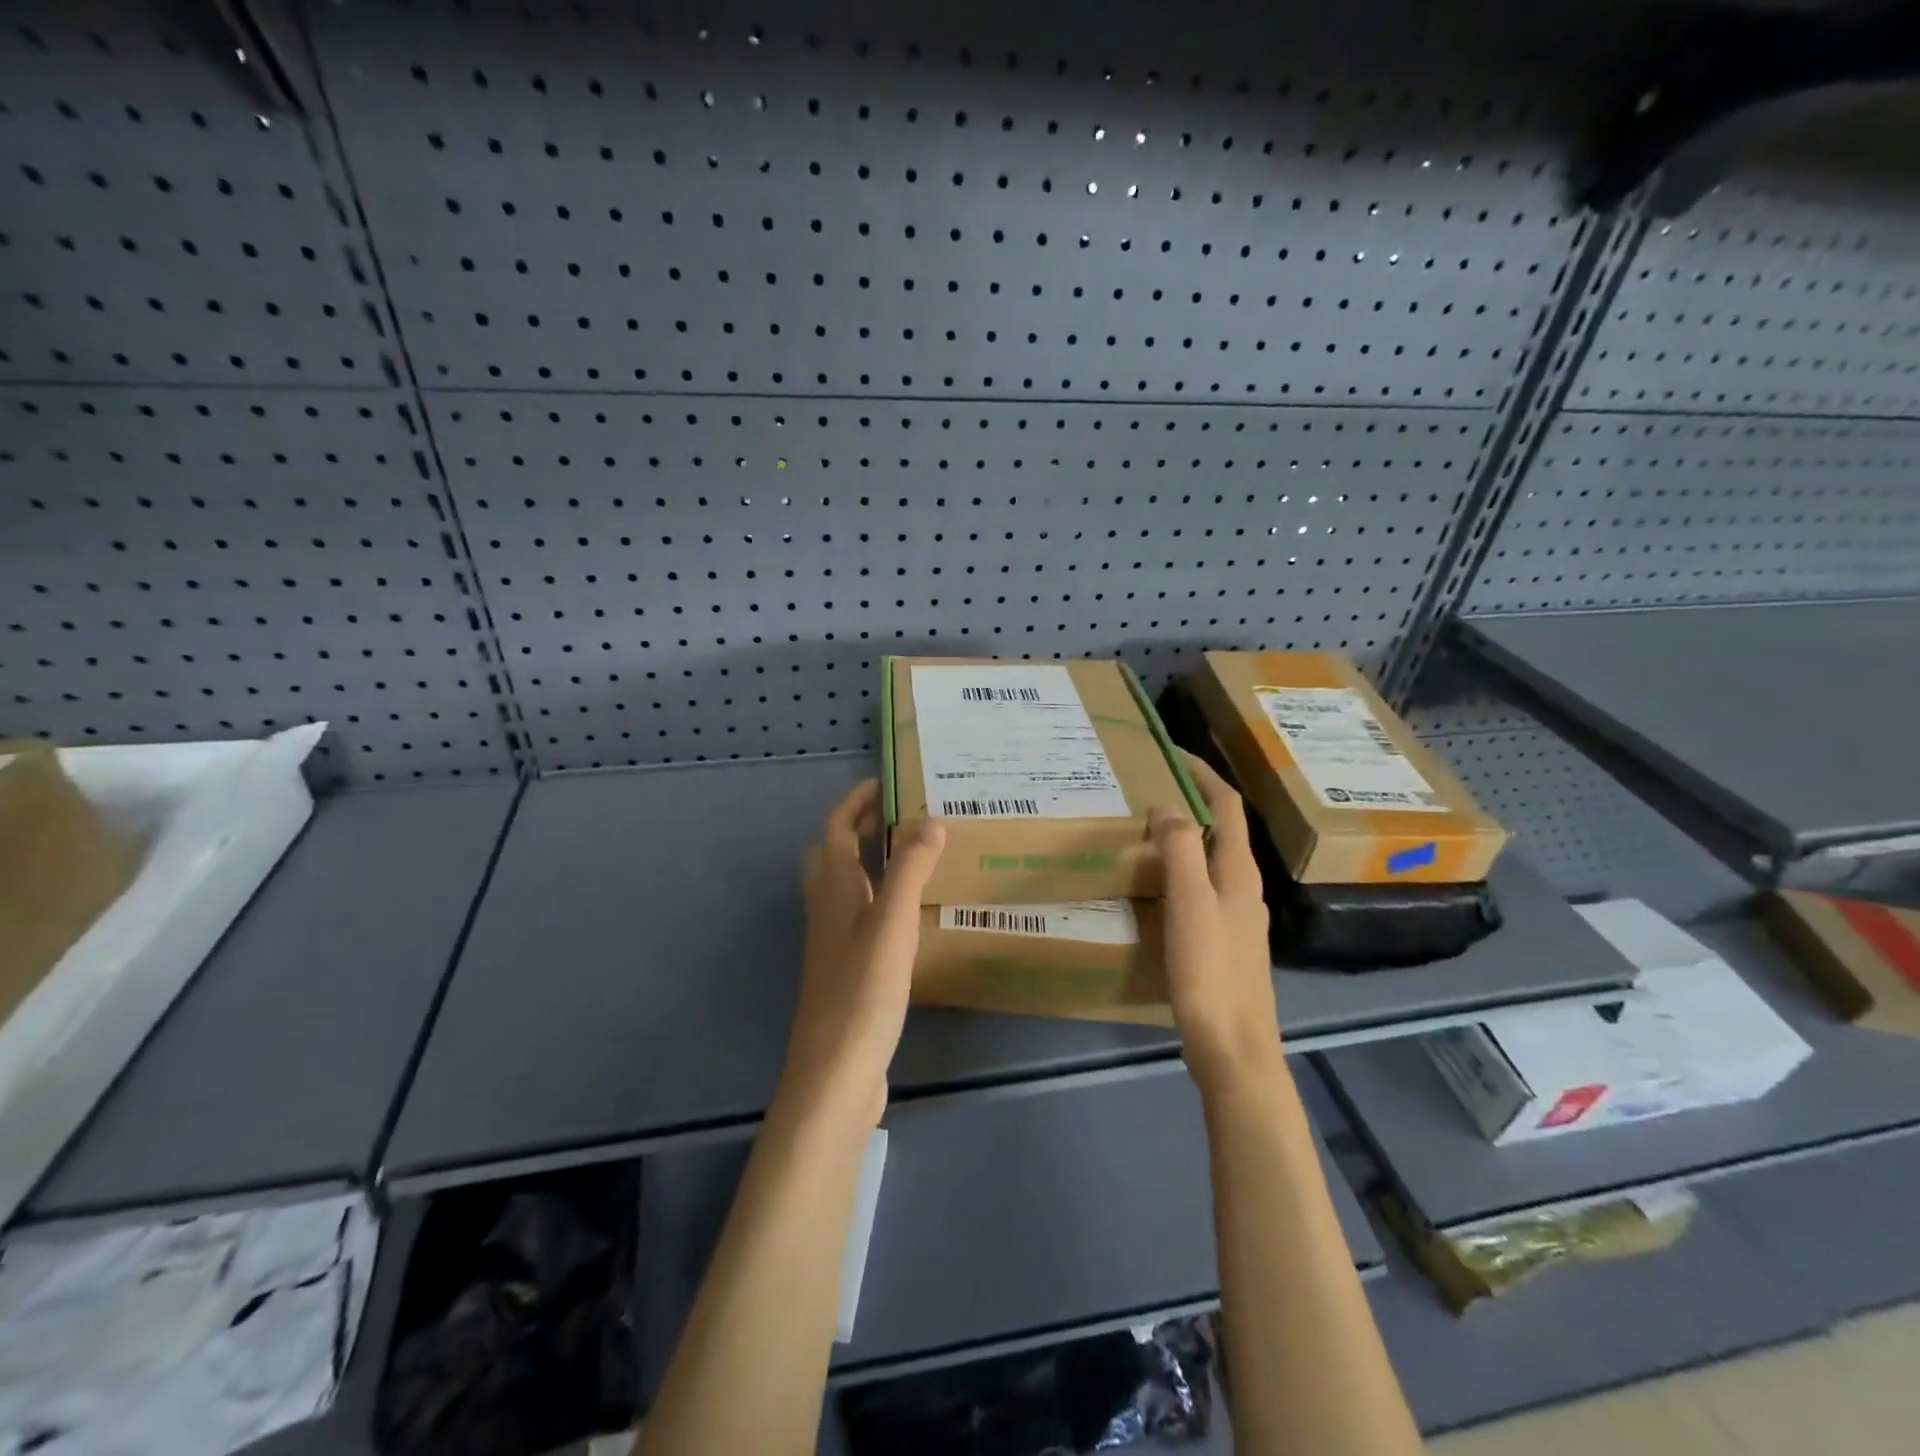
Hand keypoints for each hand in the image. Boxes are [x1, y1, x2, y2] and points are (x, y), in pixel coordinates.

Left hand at [779, 779, 945, 1128]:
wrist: (835, 1072)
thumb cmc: (862, 992)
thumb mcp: (891, 924)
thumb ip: (909, 870)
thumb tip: (930, 820)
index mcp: (832, 890)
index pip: (836, 829)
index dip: (856, 802)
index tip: (885, 783)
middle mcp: (827, 909)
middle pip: (833, 854)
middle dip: (860, 828)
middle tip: (901, 816)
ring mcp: (833, 942)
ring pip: (845, 886)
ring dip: (869, 862)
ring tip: (912, 856)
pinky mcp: (846, 969)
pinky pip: (859, 915)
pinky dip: (879, 897)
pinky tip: (909, 914)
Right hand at [1151, 755, 1283, 1094]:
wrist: (1233, 1047)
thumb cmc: (1210, 971)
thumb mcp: (1191, 902)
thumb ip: (1181, 848)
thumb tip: (1167, 805)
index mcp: (1239, 871)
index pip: (1227, 805)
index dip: (1202, 774)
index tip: (1170, 754)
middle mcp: (1243, 887)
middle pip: (1221, 830)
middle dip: (1190, 802)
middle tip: (1147, 791)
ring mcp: (1236, 916)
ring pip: (1209, 861)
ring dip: (1183, 838)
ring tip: (1143, 833)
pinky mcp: (1223, 942)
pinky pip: (1200, 889)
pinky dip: (1179, 872)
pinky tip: (1153, 888)